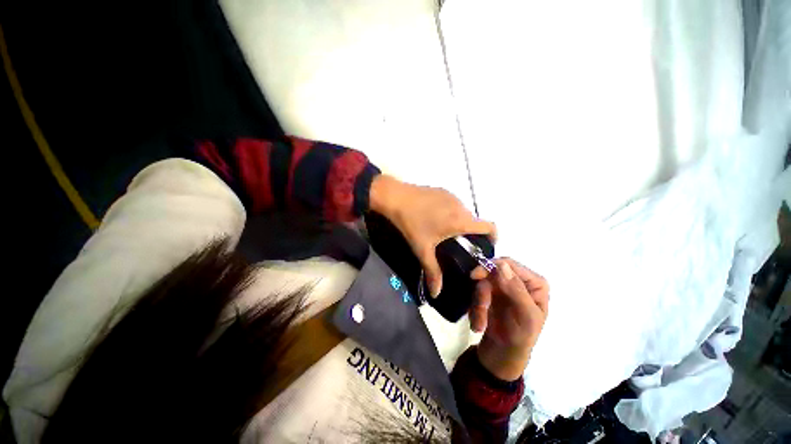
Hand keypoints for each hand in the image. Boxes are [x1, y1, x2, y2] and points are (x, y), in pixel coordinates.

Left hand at [369, 174, 495, 296]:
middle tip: (459, 246)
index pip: (490, 227)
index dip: (493, 238)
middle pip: (475, 222)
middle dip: (472, 234)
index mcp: (461, 220)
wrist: (396, 197)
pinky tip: (435, 219)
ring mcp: (452, 196)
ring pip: (464, 212)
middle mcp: (461, 206)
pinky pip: (454, 204)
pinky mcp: (443, 191)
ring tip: (445, 234)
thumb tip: (436, 294)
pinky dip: (451, 213)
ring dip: (460, 223)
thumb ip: (432, 272)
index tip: (486, 248)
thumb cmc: (411, 223)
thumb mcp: (422, 249)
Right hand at [469, 258, 548, 380]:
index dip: (491, 267)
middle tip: (480, 306)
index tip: (475, 276)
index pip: (509, 264)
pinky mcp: (488, 293)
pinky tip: (478, 324)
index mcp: (533, 282)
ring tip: (480, 325)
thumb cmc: (523, 336)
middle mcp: (516, 280)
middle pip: (491, 272)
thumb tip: (501, 265)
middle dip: (483, 291)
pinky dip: (475, 308)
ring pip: (481, 283)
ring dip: (478, 304)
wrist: (505, 354)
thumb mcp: (526, 316)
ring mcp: (501, 286)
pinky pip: (476, 293)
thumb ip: (516, 290)